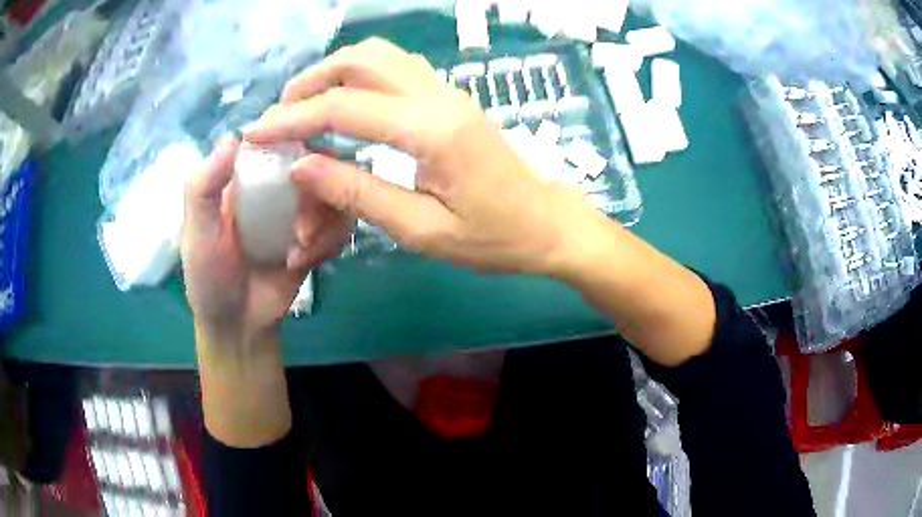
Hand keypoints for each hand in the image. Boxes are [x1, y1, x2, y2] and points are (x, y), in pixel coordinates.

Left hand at [181, 135, 350, 350]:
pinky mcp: (319, 236)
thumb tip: (234, 135)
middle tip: (303, 221)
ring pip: (337, 190)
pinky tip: (305, 262)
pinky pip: (342, 224)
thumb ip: (203, 187)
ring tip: (300, 249)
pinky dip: (330, 241)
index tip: (304, 151)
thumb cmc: (209, 277)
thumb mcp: (197, 232)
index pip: (280, 132)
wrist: (238, 327)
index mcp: (249, 173)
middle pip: (319, 157)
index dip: (298, 128)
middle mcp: (279, 184)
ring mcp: (302, 211)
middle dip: (320, 183)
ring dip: (325, 219)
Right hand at [244, 38, 609, 277]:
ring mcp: (447, 92)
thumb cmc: (493, 238)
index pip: (343, 107)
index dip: (291, 118)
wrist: (547, 224)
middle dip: (310, 82)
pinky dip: (360, 75)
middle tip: (280, 115)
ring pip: (379, 56)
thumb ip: (358, 193)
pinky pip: (397, 69)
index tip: (255, 131)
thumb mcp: (422, 230)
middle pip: (360, 61)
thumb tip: (302, 165)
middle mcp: (438, 96)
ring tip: (305, 106)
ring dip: (334, 72)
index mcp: (431, 130)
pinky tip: (346, 101)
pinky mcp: (450, 99)